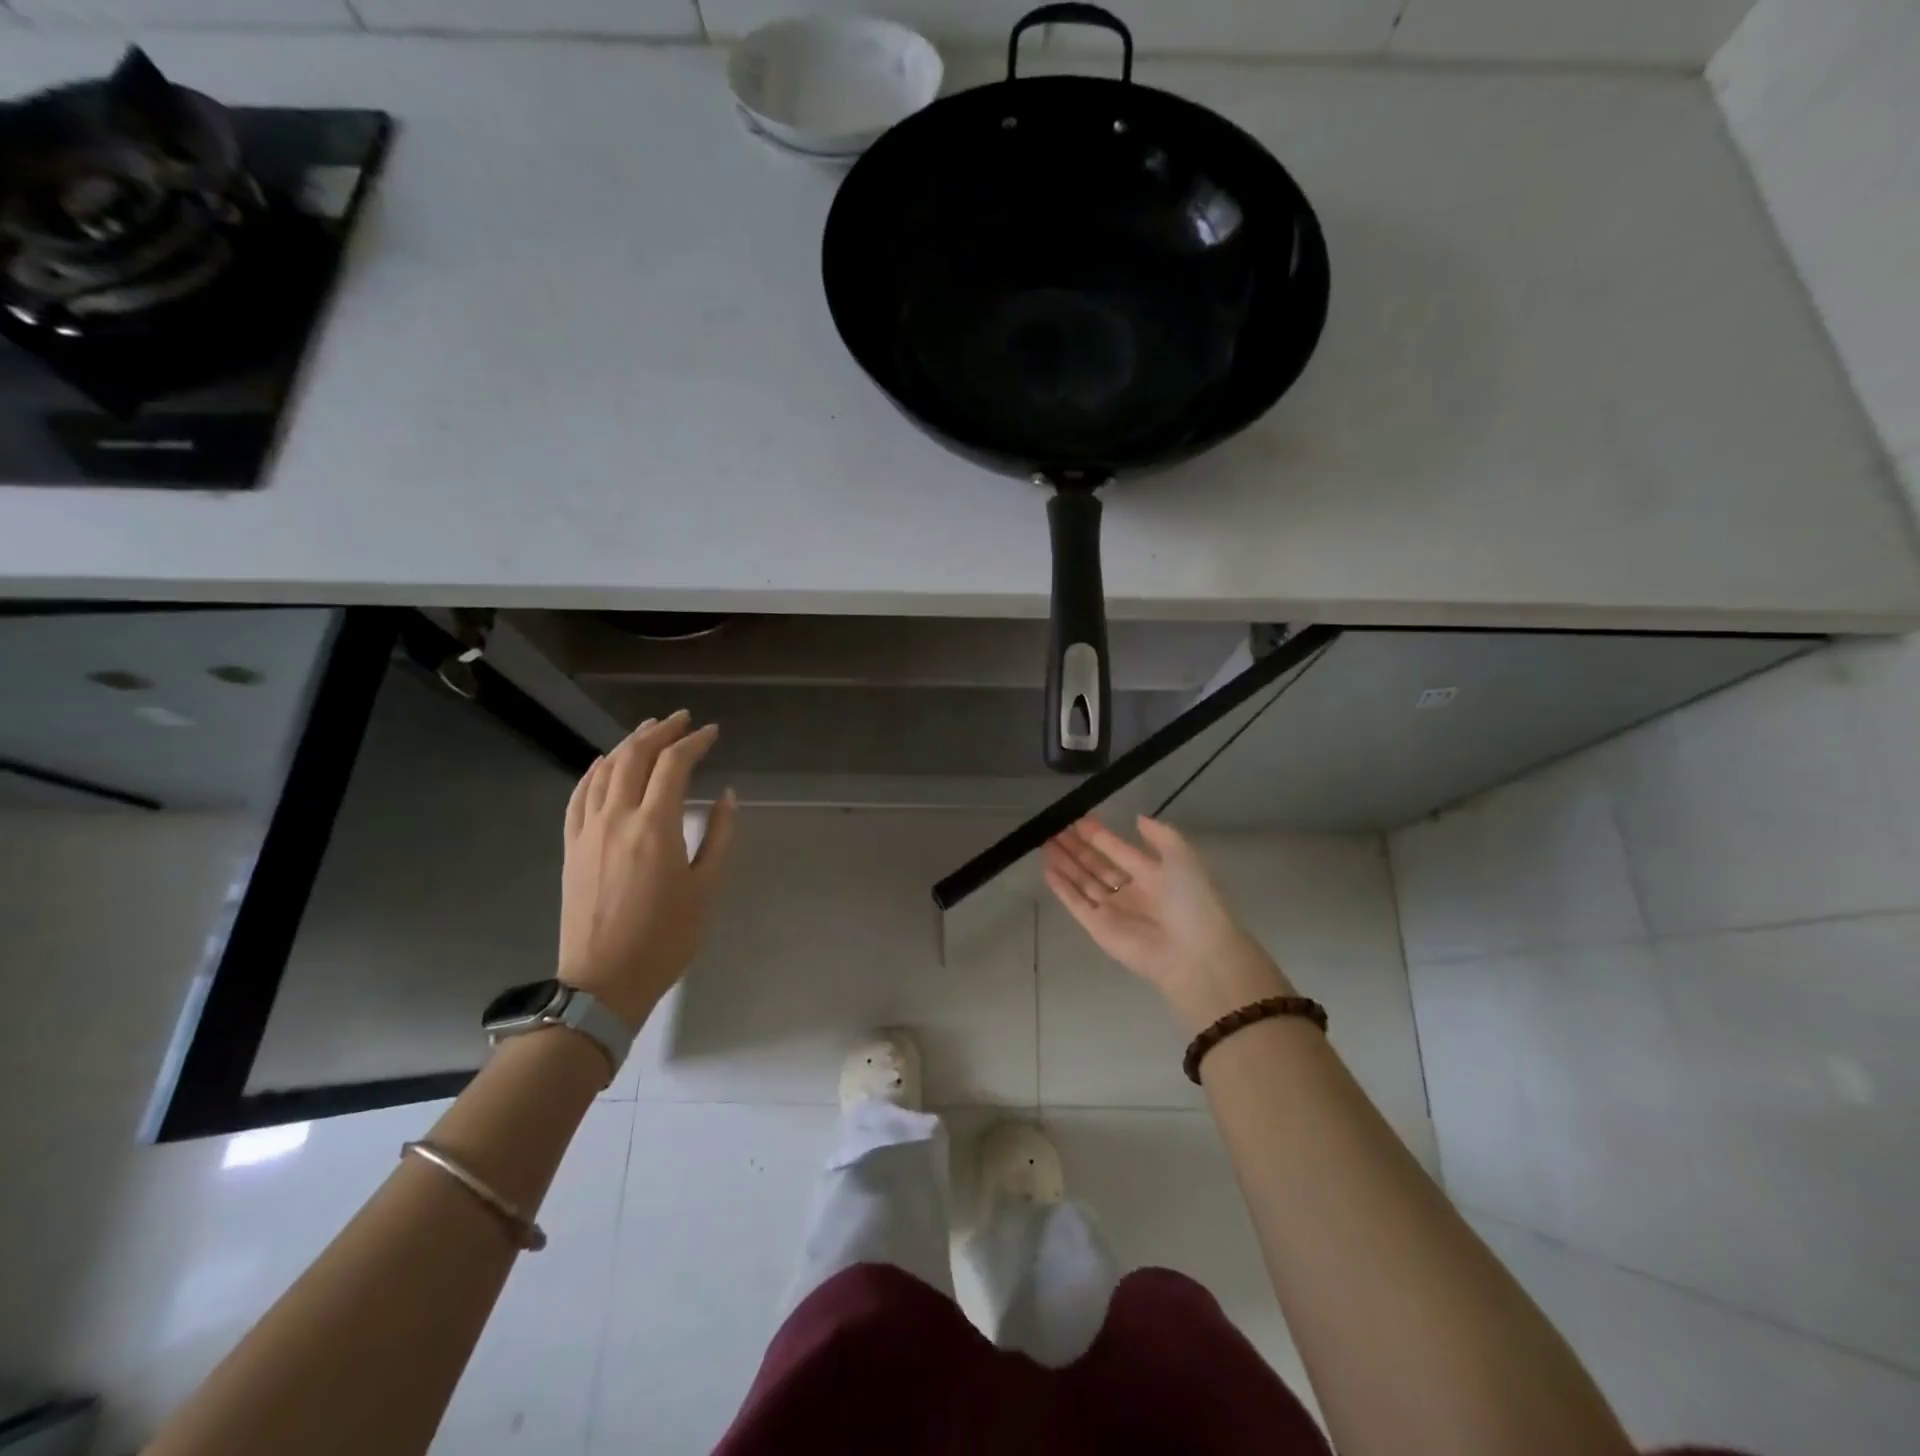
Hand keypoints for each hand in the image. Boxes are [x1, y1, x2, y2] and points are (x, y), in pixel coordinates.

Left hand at [558, 711, 737, 1027]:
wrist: (603, 983)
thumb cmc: (665, 938)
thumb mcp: (706, 888)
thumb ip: (718, 836)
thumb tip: (726, 796)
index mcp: (655, 827)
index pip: (673, 765)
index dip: (694, 742)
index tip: (712, 733)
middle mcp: (617, 818)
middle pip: (635, 757)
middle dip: (660, 731)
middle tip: (682, 720)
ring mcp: (587, 831)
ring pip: (605, 770)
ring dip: (628, 743)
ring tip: (649, 730)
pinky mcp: (571, 846)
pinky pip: (579, 795)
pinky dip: (594, 771)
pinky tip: (603, 762)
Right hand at [1043, 816, 1291, 1034]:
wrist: (1192, 953)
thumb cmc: (1190, 901)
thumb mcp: (1183, 857)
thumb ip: (1161, 835)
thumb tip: (1137, 818)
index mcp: (1151, 874)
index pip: (1117, 850)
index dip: (1099, 834)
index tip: (1077, 818)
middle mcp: (1129, 891)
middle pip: (1096, 864)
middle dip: (1076, 847)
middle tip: (1054, 827)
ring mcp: (1112, 910)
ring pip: (1083, 881)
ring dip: (1065, 863)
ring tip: (1045, 842)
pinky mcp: (1098, 928)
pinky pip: (1076, 903)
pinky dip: (1061, 888)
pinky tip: (1047, 869)